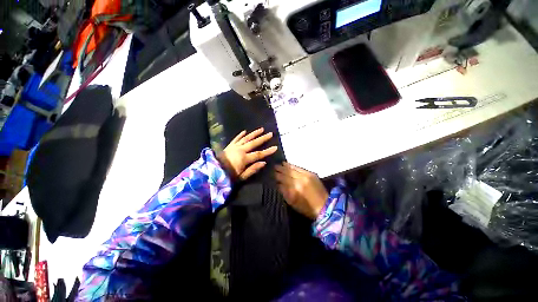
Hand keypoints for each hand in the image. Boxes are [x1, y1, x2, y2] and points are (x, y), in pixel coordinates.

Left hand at [217, 128, 277, 180]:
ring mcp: (234, 146)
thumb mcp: (242, 176)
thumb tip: (264, 162)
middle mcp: (240, 150)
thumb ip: (253, 169)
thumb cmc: (228, 176)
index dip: (267, 151)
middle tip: (270, 134)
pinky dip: (241, 134)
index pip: (259, 154)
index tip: (275, 147)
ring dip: (254, 133)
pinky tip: (245, 131)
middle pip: (254, 143)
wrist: (213, 172)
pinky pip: (236, 138)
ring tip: (261, 129)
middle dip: (263, 138)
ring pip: (246, 138)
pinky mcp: (229, 145)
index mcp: (244, 158)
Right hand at [275, 163, 328, 219]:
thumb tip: (278, 183)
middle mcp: (300, 180)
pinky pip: (299, 168)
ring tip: (279, 164)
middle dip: (279, 170)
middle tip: (273, 167)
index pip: (283, 179)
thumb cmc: (307, 208)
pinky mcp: (311, 174)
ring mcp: (306, 175)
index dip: (276, 175)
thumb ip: (284, 192)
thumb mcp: (293, 203)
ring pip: (292, 169)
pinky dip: (292, 166)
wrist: (325, 206)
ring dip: (285, 167)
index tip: (271, 173)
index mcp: (295, 188)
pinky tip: (288, 164)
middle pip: (287, 173)